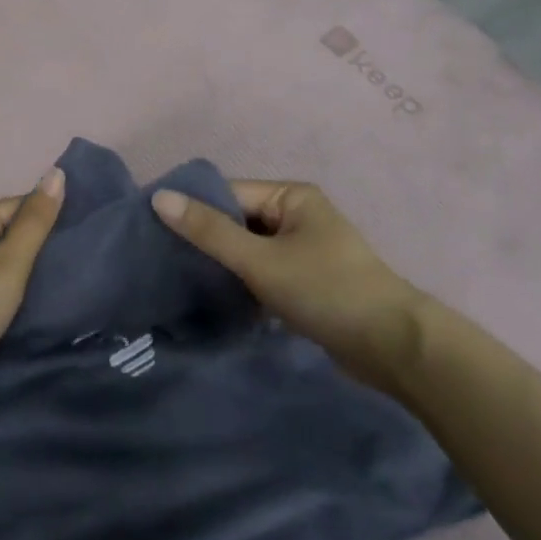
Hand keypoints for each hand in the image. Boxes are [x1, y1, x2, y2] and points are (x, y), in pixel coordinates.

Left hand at [0, 167, 65, 427]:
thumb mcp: (9, 264)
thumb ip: (35, 221)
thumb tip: (56, 172)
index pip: (20, 205)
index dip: (49, 220)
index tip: (79, 242)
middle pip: (7, 230)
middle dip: (36, 246)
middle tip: (70, 266)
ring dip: (20, 270)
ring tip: (53, 284)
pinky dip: (3, 287)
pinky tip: (21, 302)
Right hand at [151, 181, 431, 392]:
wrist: (391, 346)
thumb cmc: (325, 289)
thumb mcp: (261, 260)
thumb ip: (209, 231)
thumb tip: (159, 197)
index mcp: (290, 196)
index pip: (228, 194)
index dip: (191, 209)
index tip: (149, 228)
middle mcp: (296, 216)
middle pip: (237, 221)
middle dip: (203, 240)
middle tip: (157, 259)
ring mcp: (302, 250)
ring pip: (248, 251)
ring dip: (221, 265)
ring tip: (175, 280)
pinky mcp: (305, 282)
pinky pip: (261, 274)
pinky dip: (240, 284)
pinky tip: (210, 299)